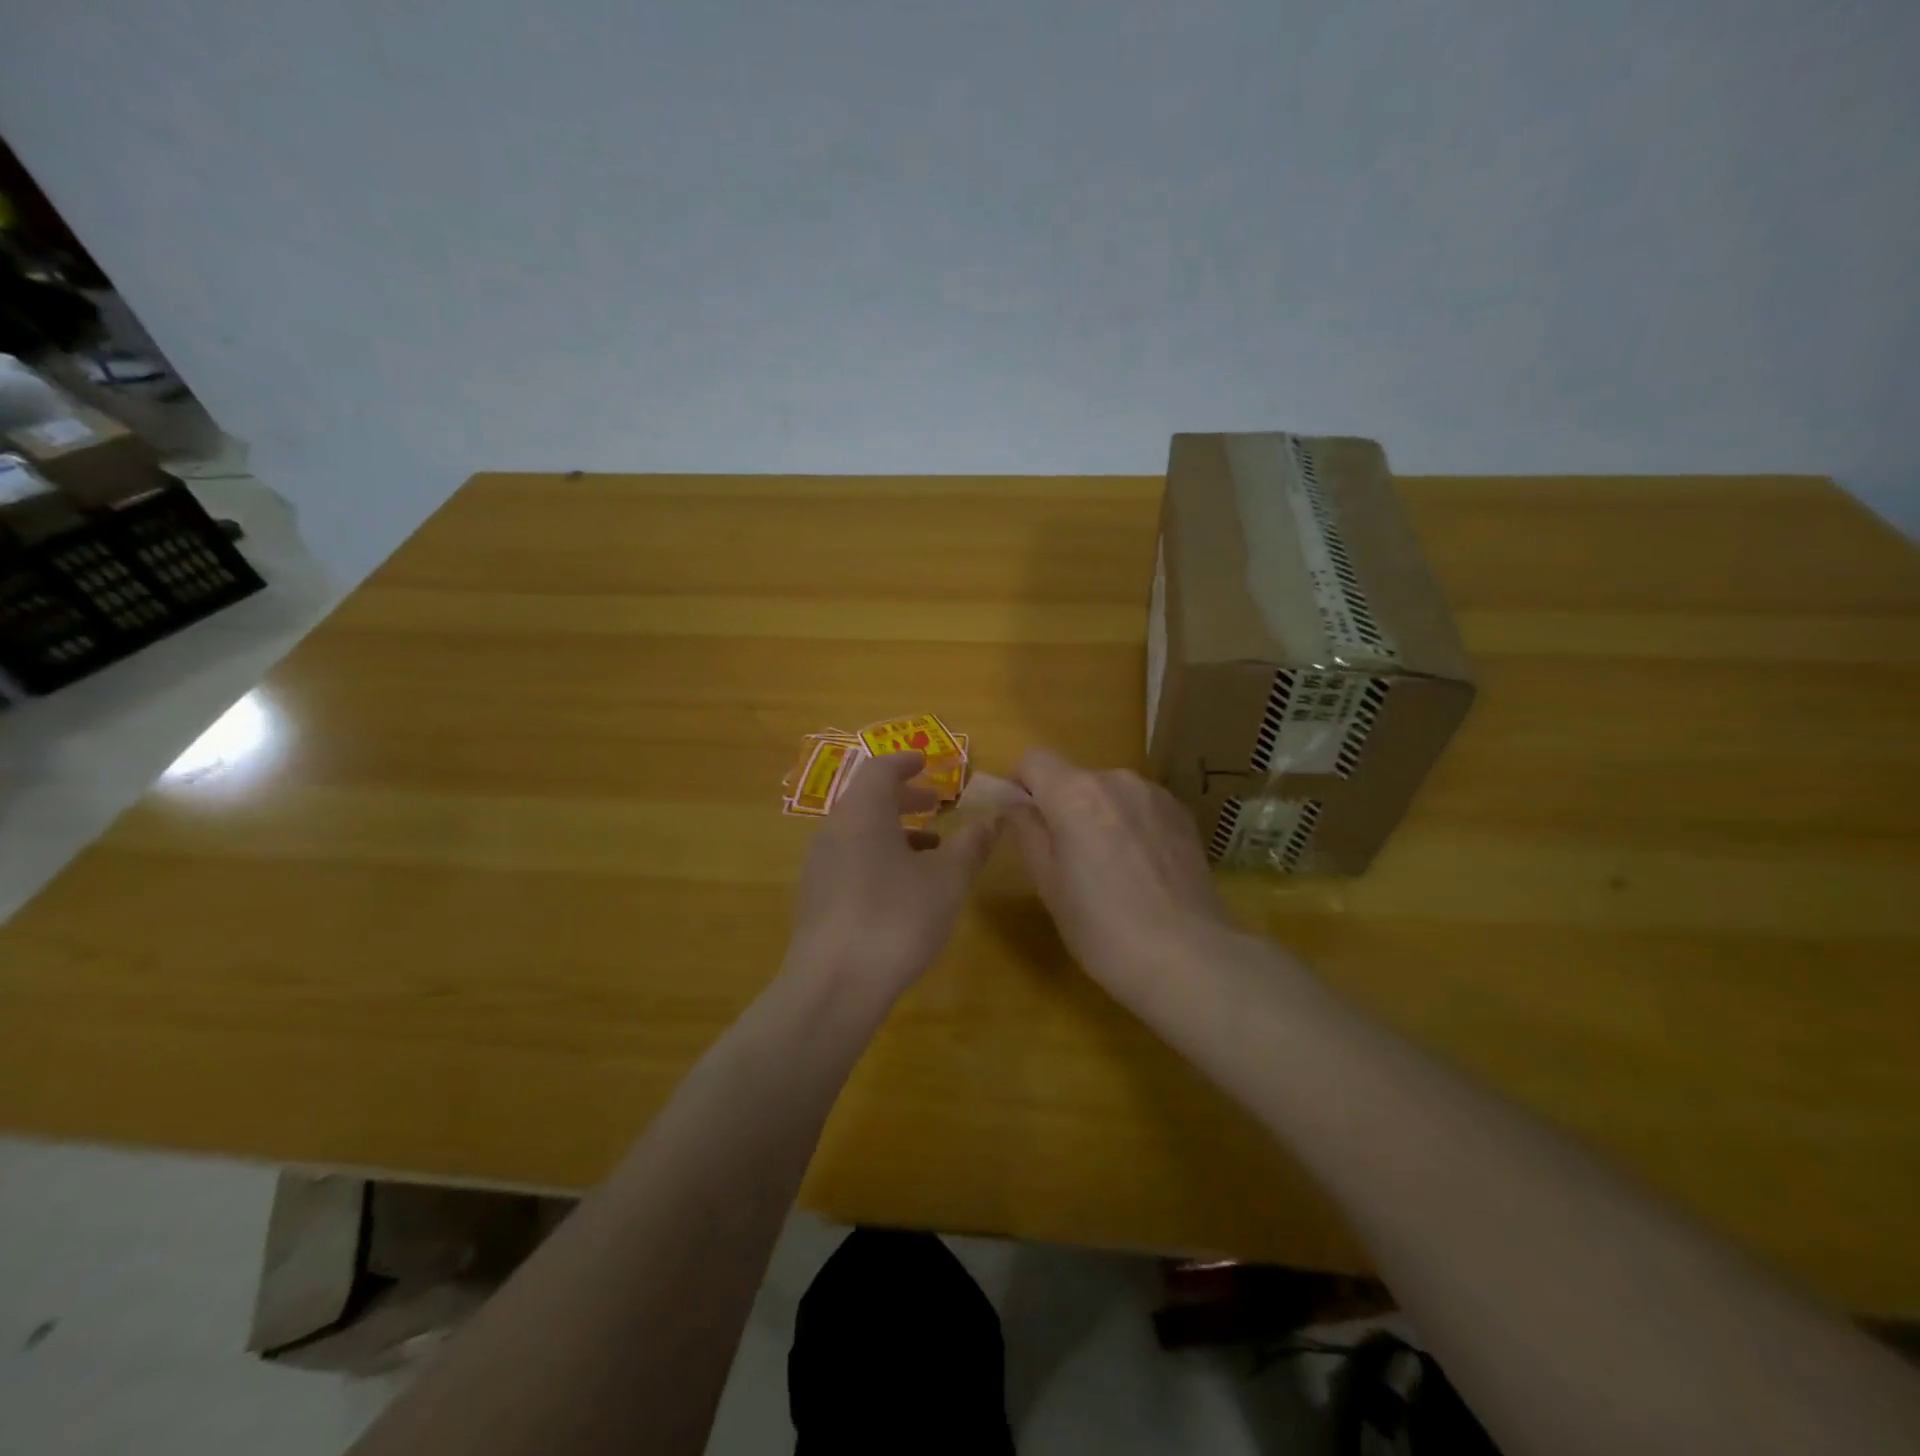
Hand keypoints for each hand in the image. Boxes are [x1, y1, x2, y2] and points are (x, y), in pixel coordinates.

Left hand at [786, 751, 998, 994]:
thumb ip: (970, 847)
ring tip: (930, 849)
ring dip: (893, 831)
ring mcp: (819, 866)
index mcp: (862, 812)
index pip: (880, 769)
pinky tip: (902, 889)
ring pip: (858, 832)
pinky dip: (877, 857)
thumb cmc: (896, 919)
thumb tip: (991, 821)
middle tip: (937, 804)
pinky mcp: (815, 899)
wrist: (833, 986)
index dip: (905, 762)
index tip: (927, 762)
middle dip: (904, 798)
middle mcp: (833, 830)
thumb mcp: (947, 881)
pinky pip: (849, 860)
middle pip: (867, 800)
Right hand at [1009, 747, 1236, 993]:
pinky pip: (1141, 807)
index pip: (1034, 759)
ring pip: (1110, 793)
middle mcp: (1116, 780)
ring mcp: (1155, 795)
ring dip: (1101, 816)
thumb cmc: (1102, 928)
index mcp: (1075, 793)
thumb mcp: (1048, 884)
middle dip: (1064, 807)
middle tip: (1069, 859)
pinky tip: (1143, 870)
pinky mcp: (1183, 814)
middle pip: (1074, 778)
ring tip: (1112, 868)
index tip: (1025, 821)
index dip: (1022, 785)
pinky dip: (1132, 825)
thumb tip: (1016, 802)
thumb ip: (1028, 831)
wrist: (1189, 957)